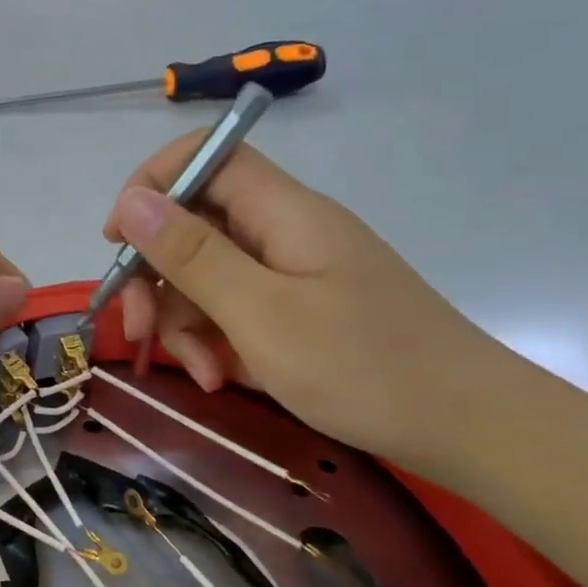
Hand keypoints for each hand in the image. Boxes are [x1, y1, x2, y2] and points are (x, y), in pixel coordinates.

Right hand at [103, 134, 516, 470]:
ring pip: (208, 275)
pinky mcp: (299, 311)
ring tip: (200, 371)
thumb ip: (193, 255)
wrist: (470, 430)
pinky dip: (217, 340)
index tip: (117, 241)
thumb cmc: (363, 367)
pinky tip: (221, 377)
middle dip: (156, 276)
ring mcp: (293, 273)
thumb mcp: (261, 314)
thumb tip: (134, 201)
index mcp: (283, 212)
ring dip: (185, 321)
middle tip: (138, 329)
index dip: (152, 185)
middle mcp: (284, 232)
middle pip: (195, 224)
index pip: (206, 156)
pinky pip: (236, 309)